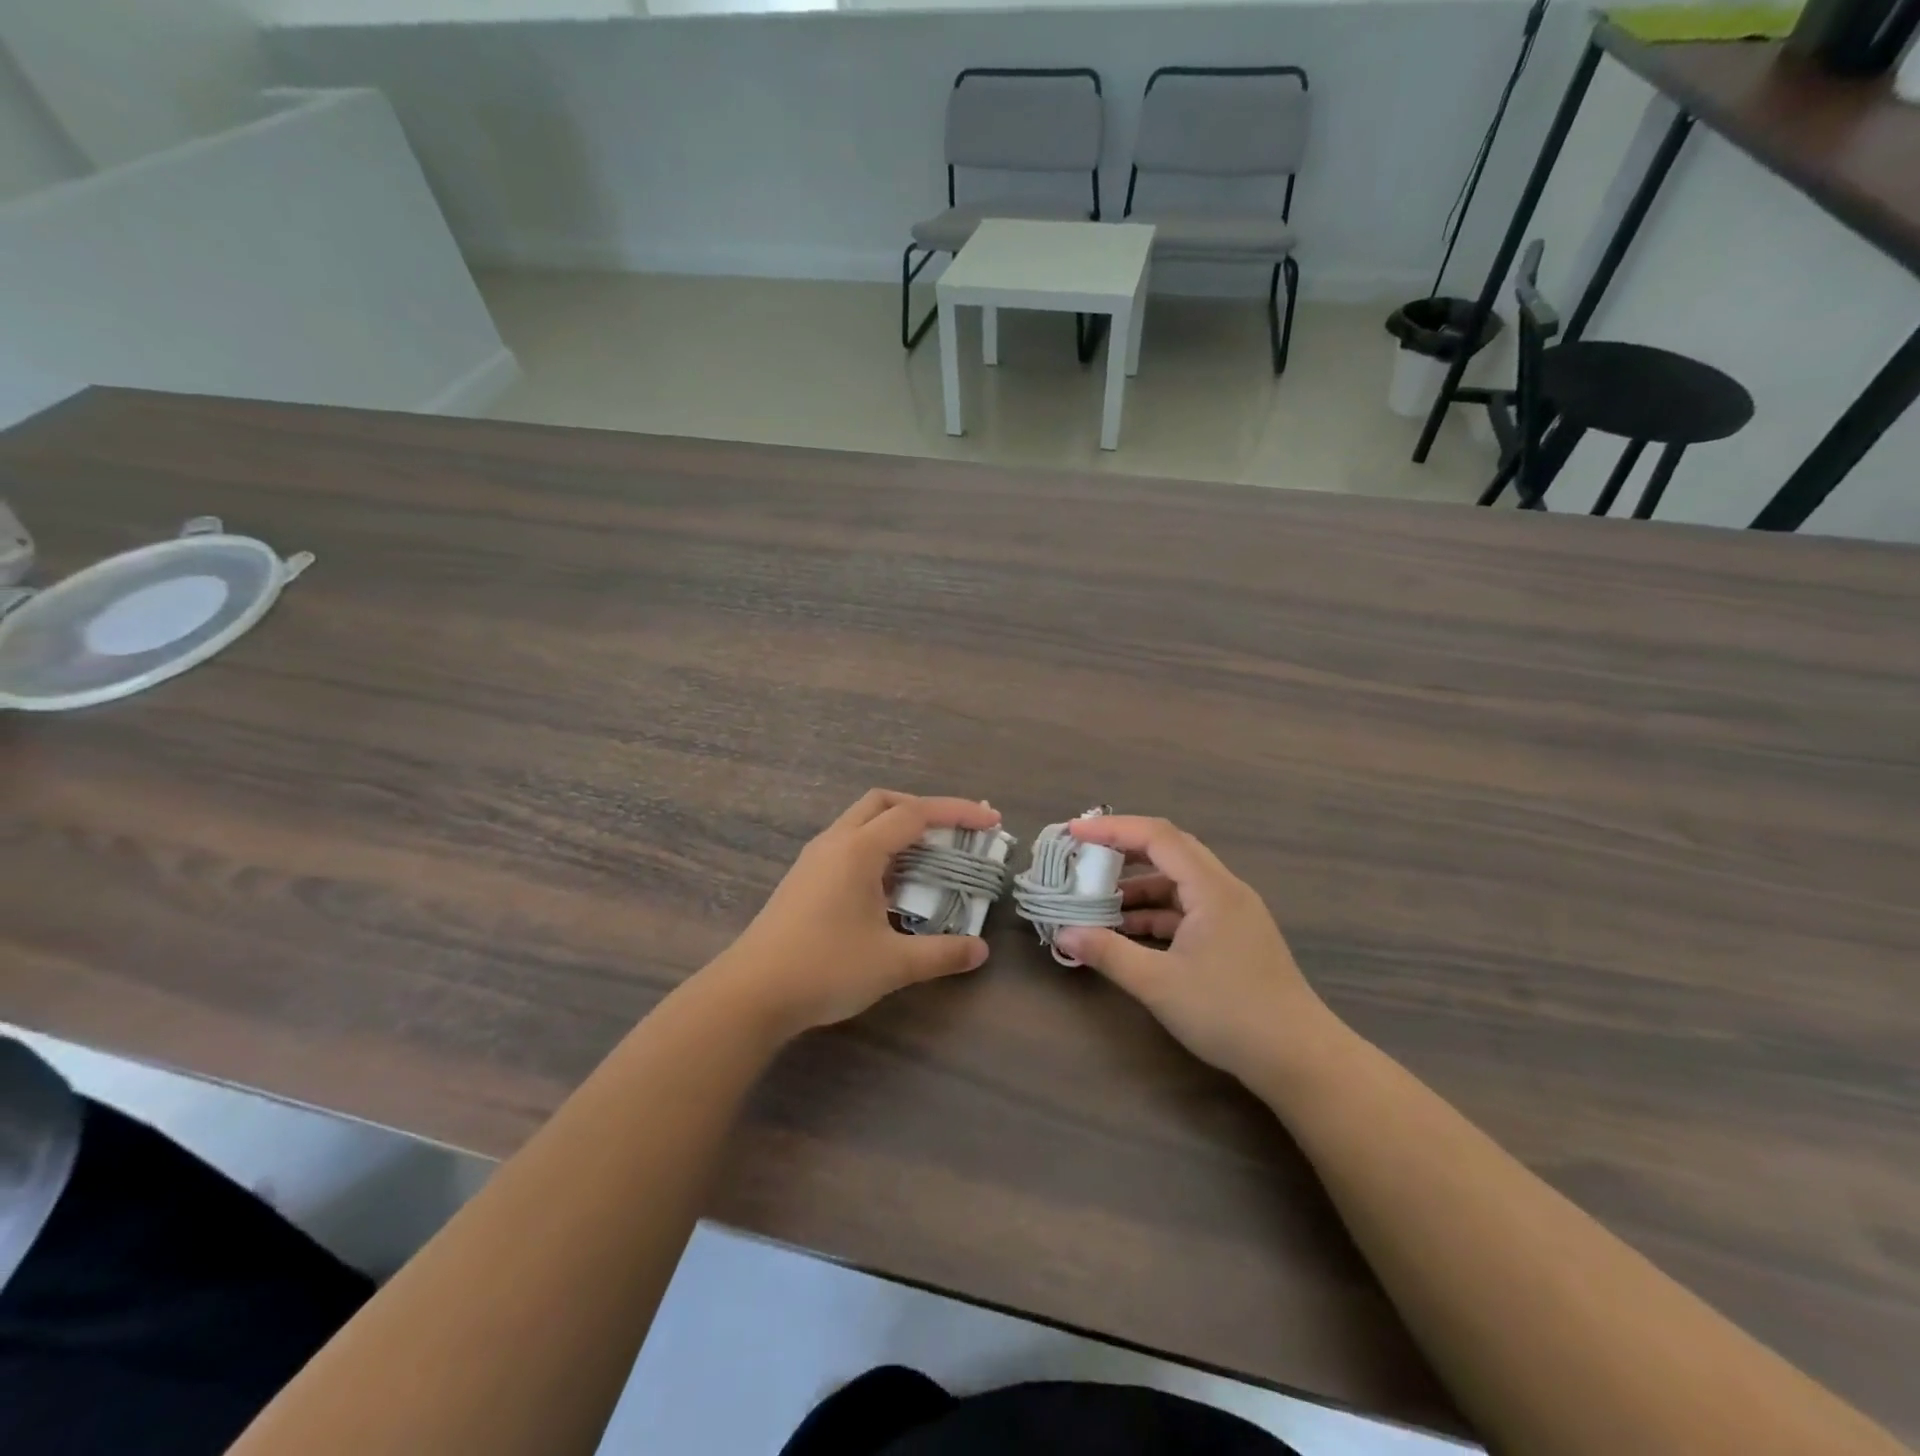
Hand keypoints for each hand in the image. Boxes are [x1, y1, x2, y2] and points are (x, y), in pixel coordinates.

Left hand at [706, 790, 998, 1038]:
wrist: (750, 994)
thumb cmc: (824, 969)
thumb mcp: (892, 963)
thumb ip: (941, 953)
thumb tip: (980, 951)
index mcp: (858, 850)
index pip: (915, 814)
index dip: (957, 812)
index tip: (990, 821)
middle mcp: (835, 843)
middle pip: (883, 803)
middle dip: (923, 809)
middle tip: (955, 832)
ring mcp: (814, 860)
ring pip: (862, 823)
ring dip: (898, 830)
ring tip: (928, 858)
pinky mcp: (804, 879)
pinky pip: (848, 846)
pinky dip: (878, 850)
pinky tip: (890, 886)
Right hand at [1055, 816, 1344, 1088]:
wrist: (1299, 1059)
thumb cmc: (1228, 1013)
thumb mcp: (1159, 984)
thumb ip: (1109, 953)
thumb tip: (1064, 933)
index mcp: (1211, 888)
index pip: (1157, 837)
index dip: (1113, 829)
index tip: (1074, 833)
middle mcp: (1224, 889)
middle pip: (1169, 851)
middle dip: (1123, 850)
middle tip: (1084, 857)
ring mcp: (1232, 913)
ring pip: (1178, 883)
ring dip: (1138, 888)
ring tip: (1098, 902)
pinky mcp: (1234, 936)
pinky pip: (1188, 909)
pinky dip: (1156, 913)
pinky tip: (1129, 932)